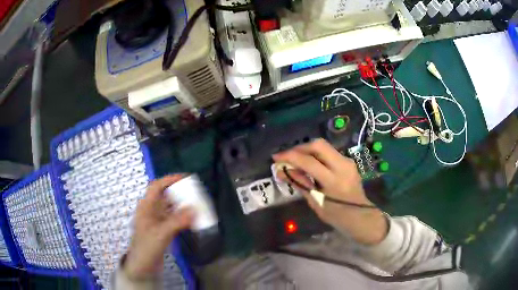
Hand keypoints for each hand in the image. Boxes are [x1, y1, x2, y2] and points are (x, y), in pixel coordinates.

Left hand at [124, 175, 193, 279]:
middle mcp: (151, 211)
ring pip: (170, 207)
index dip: (169, 179)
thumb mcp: (161, 234)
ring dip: (182, 205)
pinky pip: (174, 219)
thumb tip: (195, 209)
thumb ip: (177, 221)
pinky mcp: (162, 230)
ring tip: (197, 203)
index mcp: (146, 207)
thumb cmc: (146, 247)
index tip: (185, 178)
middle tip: (195, 192)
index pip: (156, 187)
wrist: (143, 266)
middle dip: (179, 192)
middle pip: (165, 196)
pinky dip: (183, 217)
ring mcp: (157, 221)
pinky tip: (192, 219)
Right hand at [273, 139, 386, 244]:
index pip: (309, 162)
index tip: (276, 157)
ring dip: (307, 150)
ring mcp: (347, 162)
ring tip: (295, 160)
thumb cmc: (337, 216)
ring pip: (324, 146)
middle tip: (287, 156)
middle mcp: (343, 166)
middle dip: (299, 147)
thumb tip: (281, 172)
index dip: (290, 157)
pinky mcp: (348, 161)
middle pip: (318, 145)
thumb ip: (299, 184)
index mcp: (334, 181)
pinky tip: (308, 163)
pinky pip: (329, 152)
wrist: (361, 216)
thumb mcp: (315, 202)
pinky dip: (316, 154)